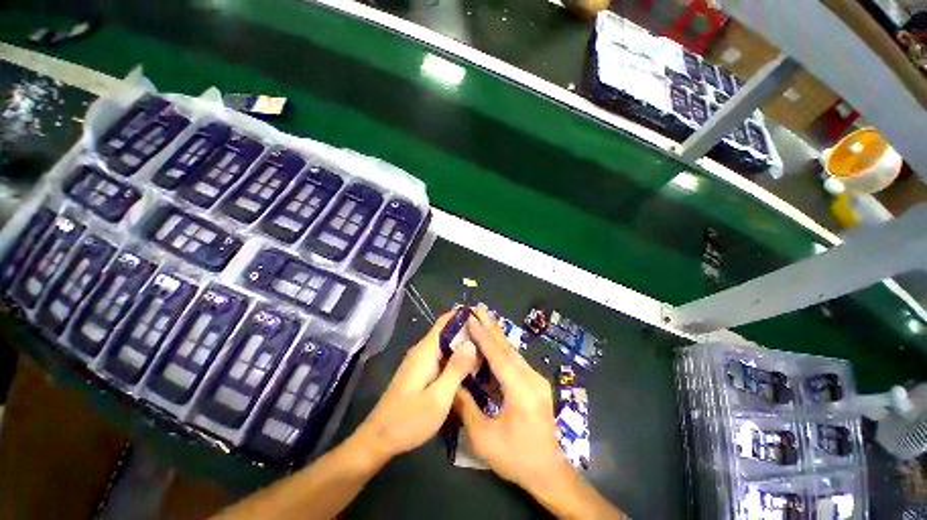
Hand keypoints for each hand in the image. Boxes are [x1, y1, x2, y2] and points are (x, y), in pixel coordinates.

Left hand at [355, 311, 479, 461]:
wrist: (378, 439)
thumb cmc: (408, 420)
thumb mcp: (438, 397)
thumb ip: (456, 369)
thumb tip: (472, 343)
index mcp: (426, 351)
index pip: (445, 321)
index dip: (463, 315)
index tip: (484, 316)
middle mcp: (422, 351)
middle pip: (447, 331)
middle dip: (468, 331)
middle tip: (491, 336)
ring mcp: (420, 361)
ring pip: (446, 345)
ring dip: (463, 344)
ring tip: (487, 348)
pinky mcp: (421, 372)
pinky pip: (442, 357)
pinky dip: (456, 357)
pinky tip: (470, 366)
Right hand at [453, 307, 574, 499]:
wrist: (549, 472)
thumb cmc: (516, 458)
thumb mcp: (484, 438)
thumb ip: (467, 408)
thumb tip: (452, 384)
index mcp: (521, 391)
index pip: (498, 356)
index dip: (483, 336)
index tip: (470, 318)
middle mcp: (532, 379)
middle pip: (507, 347)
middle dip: (491, 326)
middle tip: (478, 307)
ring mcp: (536, 380)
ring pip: (513, 351)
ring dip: (497, 334)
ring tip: (484, 317)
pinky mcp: (535, 383)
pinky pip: (516, 360)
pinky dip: (502, 348)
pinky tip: (494, 340)